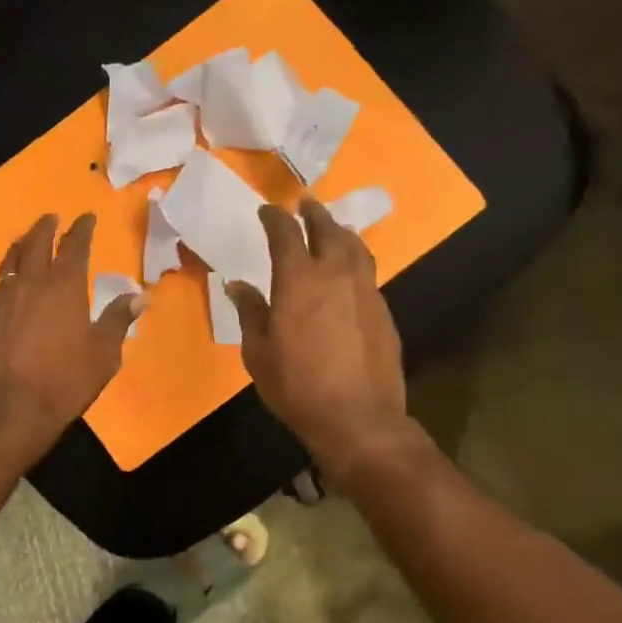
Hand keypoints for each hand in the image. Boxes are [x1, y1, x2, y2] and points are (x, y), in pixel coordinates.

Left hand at [0, 213, 143, 461]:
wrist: (7, 409)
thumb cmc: (64, 380)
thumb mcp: (102, 354)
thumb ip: (117, 320)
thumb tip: (140, 295)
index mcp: (64, 287)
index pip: (74, 246)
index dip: (81, 230)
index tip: (85, 217)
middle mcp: (30, 286)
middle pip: (35, 246)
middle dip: (44, 228)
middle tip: (50, 217)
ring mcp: (2, 303)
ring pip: (9, 264)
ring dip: (19, 247)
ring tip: (24, 241)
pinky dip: (6, 282)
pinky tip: (8, 292)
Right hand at [226, 199, 428, 480]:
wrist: (358, 418)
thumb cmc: (296, 386)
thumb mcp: (258, 352)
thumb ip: (250, 312)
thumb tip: (238, 285)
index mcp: (299, 280)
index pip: (286, 234)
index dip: (275, 218)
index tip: (266, 211)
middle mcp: (336, 275)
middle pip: (329, 230)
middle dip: (314, 213)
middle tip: (305, 204)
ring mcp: (366, 291)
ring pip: (356, 247)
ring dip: (341, 232)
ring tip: (332, 229)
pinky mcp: (383, 310)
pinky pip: (368, 272)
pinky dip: (355, 261)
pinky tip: (348, 273)